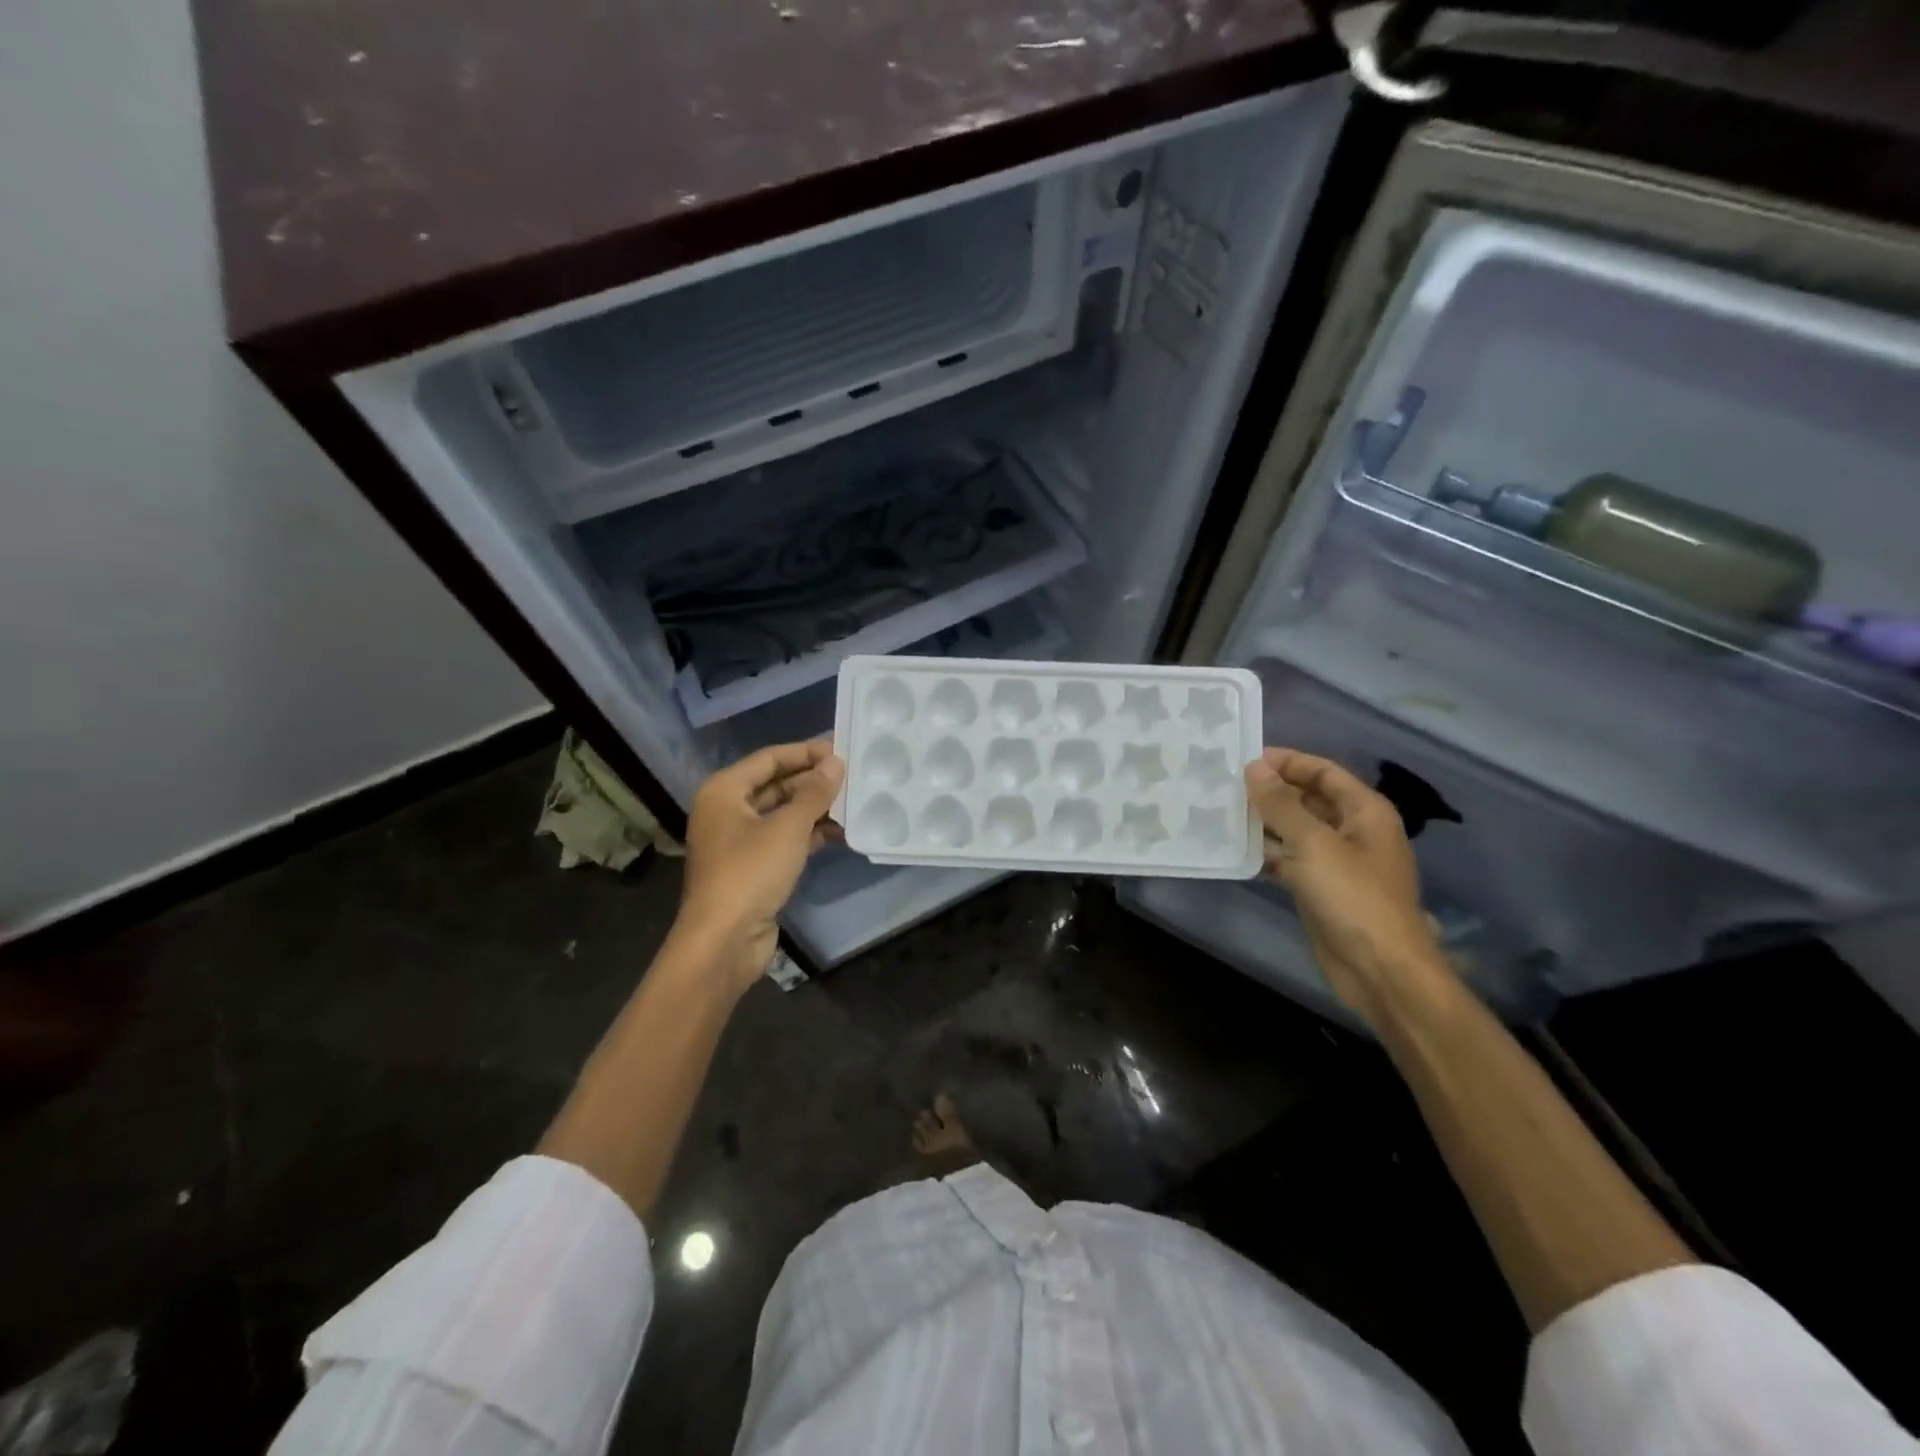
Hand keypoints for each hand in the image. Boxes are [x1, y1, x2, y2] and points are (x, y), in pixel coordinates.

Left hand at [678, 741, 843, 993]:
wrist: (724, 940)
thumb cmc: (750, 872)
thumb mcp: (788, 827)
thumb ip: (814, 792)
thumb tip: (835, 763)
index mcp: (725, 791)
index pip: (769, 758)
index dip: (805, 752)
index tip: (841, 748)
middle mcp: (728, 811)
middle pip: (776, 785)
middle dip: (813, 781)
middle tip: (853, 776)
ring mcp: (740, 841)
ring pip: (783, 814)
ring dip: (815, 809)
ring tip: (854, 802)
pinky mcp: (754, 867)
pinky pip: (785, 839)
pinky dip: (810, 834)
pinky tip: (842, 833)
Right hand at [1244, 748, 1448, 1019]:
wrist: (1378, 969)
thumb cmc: (1353, 896)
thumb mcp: (1313, 843)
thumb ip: (1281, 804)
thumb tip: (1254, 768)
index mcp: (1364, 812)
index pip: (1323, 772)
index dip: (1287, 762)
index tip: (1245, 759)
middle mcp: (1353, 831)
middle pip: (1309, 799)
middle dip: (1271, 791)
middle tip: (1226, 785)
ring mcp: (1337, 862)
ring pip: (1296, 831)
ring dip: (1264, 823)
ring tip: (1221, 812)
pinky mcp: (1320, 888)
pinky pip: (1290, 860)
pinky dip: (1266, 854)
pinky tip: (1234, 850)